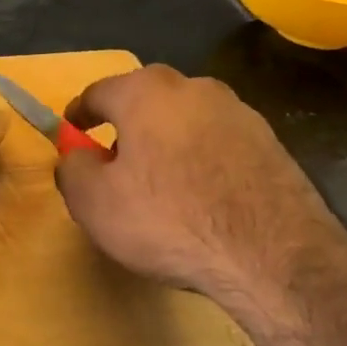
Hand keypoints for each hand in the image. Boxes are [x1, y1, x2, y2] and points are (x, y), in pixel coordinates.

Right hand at [54, 64, 346, 305]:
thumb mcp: (93, 202)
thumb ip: (72, 169)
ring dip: (167, 142)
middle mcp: (195, 89)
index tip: (72, 132)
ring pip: (186, 121)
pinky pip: (219, 144)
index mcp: (146, 92)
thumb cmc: (169, 220)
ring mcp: (240, 114)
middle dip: (126, 125)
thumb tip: (77, 157)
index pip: (98, 92)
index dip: (79, 114)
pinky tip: (200, 199)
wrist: (275, 257)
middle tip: (114, 162)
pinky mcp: (273, 145)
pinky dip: (201, 161)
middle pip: (146, 100)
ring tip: (160, 185)